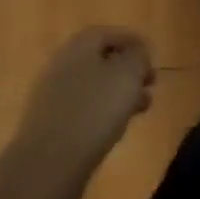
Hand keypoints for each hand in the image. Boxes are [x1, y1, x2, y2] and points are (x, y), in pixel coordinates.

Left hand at [14, 27, 155, 198]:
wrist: (47, 165)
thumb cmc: (94, 110)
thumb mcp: (127, 75)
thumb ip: (137, 57)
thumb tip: (137, 53)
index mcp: (78, 46)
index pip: (108, 33)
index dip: (132, 41)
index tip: (152, 56)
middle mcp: (61, 65)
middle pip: (99, 60)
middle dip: (127, 70)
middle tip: (150, 83)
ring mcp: (51, 97)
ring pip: (92, 86)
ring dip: (118, 93)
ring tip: (141, 108)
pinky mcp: (49, 125)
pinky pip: (82, 109)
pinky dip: (102, 112)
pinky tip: (116, 127)